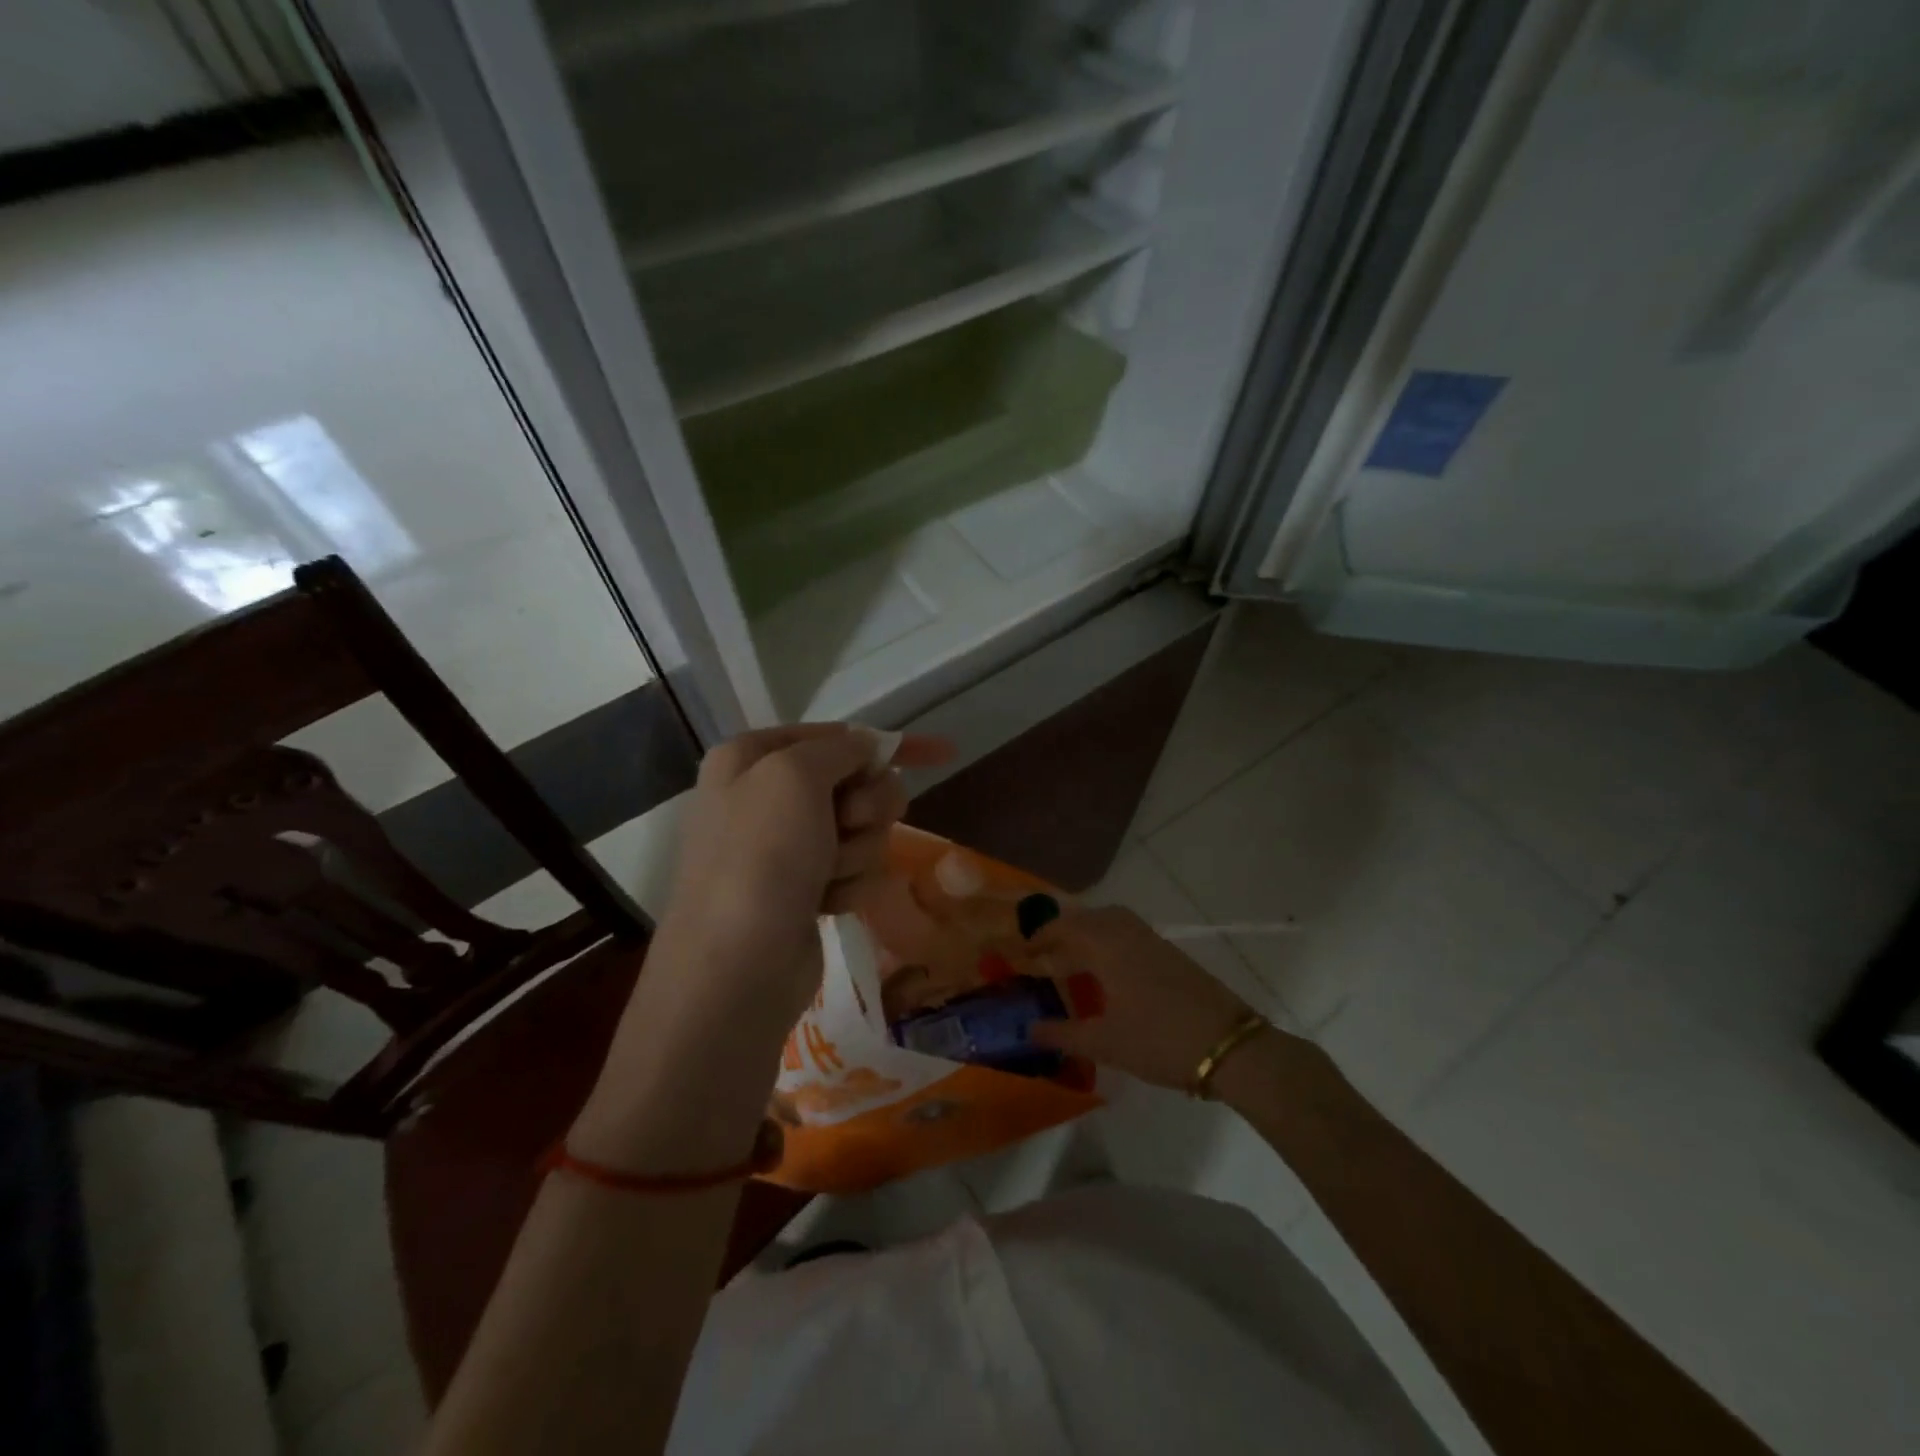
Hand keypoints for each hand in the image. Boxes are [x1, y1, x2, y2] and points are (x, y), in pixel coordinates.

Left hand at [657, 724, 952, 1035]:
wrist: (737, 968)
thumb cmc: (762, 857)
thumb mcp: (795, 776)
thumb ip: (840, 749)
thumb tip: (868, 744)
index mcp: (752, 757)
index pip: (838, 736)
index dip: (891, 745)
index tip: (944, 753)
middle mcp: (767, 795)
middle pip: (858, 783)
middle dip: (868, 806)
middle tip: (849, 824)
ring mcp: (787, 846)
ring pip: (863, 829)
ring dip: (857, 850)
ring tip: (827, 875)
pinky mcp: (806, 888)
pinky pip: (854, 868)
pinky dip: (849, 884)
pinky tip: (825, 903)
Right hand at [1028, 906, 1263, 1089]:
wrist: (1230, 1047)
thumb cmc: (1159, 1040)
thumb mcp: (1105, 1043)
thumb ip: (1063, 1034)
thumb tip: (1030, 1028)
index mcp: (1108, 946)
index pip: (1065, 927)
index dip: (1040, 936)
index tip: (1022, 952)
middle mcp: (1129, 934)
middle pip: (1090, 917)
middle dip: (1064, 930)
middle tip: (1046, 954)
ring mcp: (1154, 942)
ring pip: (1113, 922)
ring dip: (1090, 933)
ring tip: (1074, 961)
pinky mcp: (1172, 955)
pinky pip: (1130, 934)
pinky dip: (1110, 942)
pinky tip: (1109, 974)